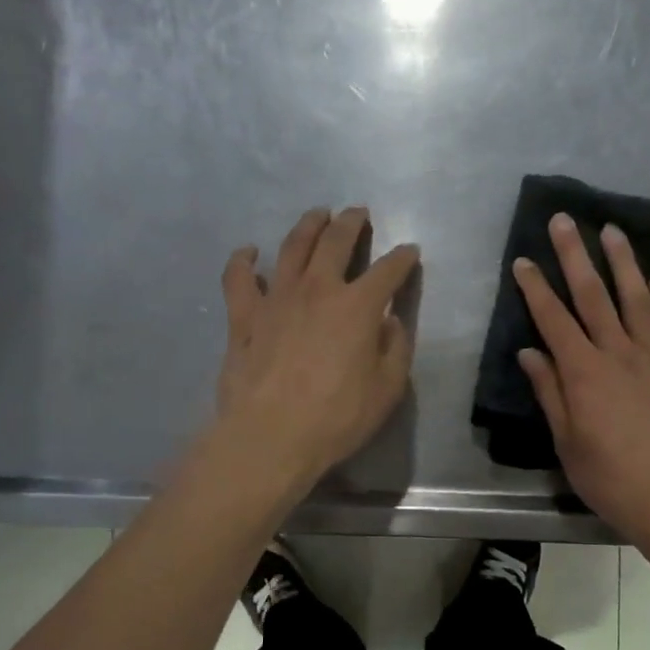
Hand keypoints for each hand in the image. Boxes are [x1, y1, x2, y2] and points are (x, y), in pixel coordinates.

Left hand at [214, 206, 419, 488]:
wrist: (270, 436)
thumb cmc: (337, 417)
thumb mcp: (387, 389)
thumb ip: (395, 349)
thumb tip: (390, 322)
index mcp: (358, 306)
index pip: (388, 271)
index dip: (403, 258)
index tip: (410, 252)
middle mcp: (317, 289)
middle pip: (336, 241)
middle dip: (351, 223)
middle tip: (358, 213)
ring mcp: (276, 298)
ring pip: (292, 247)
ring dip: (308, 226)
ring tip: (317, 215)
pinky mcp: (243, 316)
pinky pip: (239, 278)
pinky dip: (244, 260)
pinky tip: (249, 252)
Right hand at [515, 214, 649, 544]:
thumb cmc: (608, 476)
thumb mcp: (566, 440)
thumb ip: (550, 392)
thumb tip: (531, 352)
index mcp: (584, 372)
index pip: (554, 320)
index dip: (537, 288)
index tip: (523, 260)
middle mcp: (618, 354)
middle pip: (595, 296)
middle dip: (576, 256)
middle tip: (565, 220)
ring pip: (637, 300)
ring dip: (624, 263)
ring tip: (613, 231)